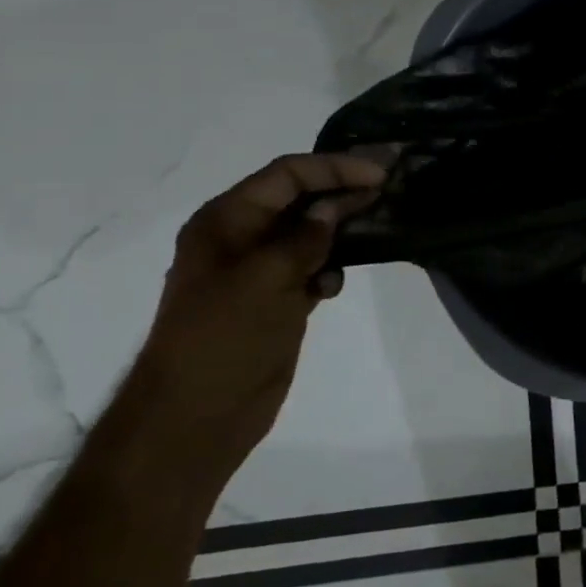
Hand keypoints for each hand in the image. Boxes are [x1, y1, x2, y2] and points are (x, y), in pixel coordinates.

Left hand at [131, 153, 385, 471]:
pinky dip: (328, 269)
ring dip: (340, 228)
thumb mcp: (266, 278)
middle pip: (298, 199)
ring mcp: (257, 272)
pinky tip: (334, 284)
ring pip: (308, 234)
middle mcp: (240, 238)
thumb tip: (332, 209)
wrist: (196, 418)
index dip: (334, 168)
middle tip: (389, 186)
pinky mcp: (274, 301)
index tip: (379, 174)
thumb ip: (305, 237)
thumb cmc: (224, 338)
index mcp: (225, 221)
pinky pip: (309, 269)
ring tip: (377, 224)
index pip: (286, 175)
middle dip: (341, 190)